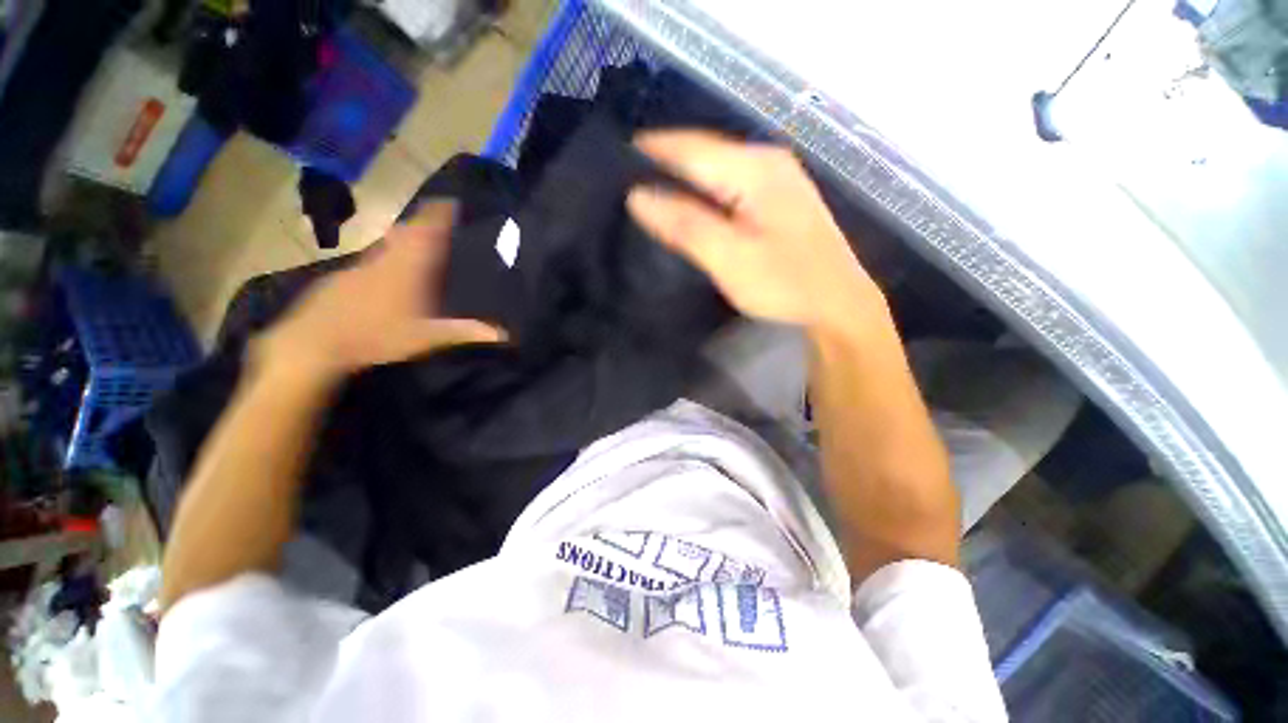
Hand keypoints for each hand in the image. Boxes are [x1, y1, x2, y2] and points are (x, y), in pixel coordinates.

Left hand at [255, 202, 503, 382]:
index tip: (452, 201)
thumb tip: (505, 334)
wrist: (314, 343)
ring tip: (419, 242)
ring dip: (404, 238)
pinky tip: (388, 275)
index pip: (427, 230)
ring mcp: (360, 266)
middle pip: (407, 231)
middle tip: (440, 223)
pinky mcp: (343, 278)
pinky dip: (385, 257)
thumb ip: (466, 332)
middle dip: (424, 223)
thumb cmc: (376, 335)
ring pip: (387, 244)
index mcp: (408, 267)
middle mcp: (385, 259)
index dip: (440, 213)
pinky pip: (372, 259)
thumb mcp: (428, 337)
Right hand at [626, 131, 885, 336]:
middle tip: (627, 181)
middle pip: (704, 152)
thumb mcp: (729, 258)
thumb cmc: (785, 283)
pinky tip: (690, 203)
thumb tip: (637, 196)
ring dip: (683, 177)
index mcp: (755, 168)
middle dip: (665, 163)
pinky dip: (705, 190)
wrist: (838, 303)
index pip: (690, 147)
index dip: (651, 151)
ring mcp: (777, 177)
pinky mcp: (779, 197)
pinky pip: (730, 182)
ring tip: (649, 190)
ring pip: (716, 167)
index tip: (615, 161)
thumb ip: (684, 224)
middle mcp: (767, 160)